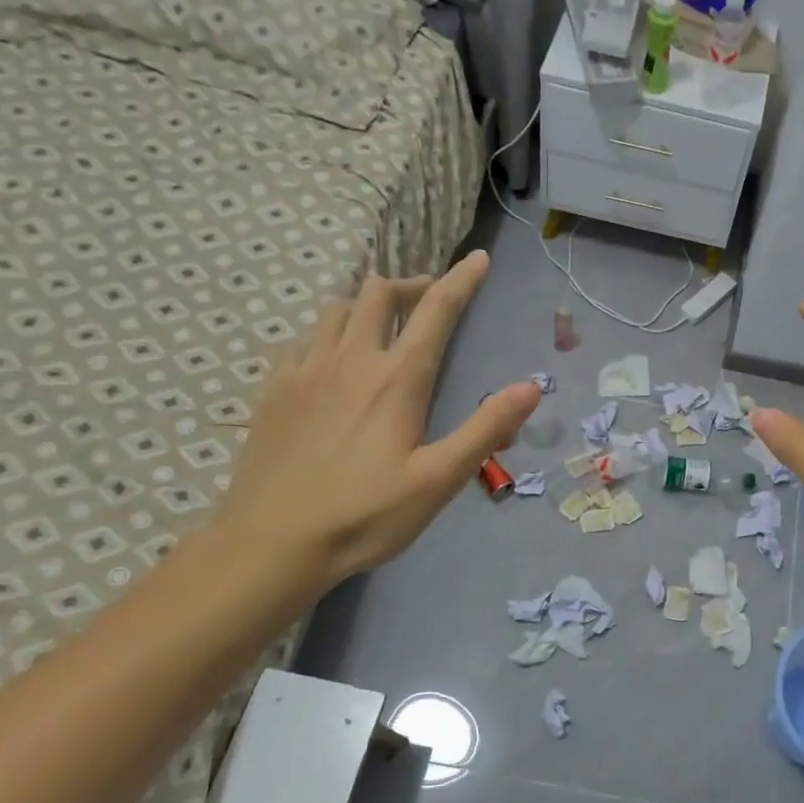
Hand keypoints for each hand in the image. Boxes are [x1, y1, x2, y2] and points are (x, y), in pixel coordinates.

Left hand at [213, 250, 538, 592]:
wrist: (272, 543)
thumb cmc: (366, 515)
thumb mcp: (439, 479)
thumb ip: (486, 428)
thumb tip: (530, 385)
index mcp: (397, 379)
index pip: (436, 311)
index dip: (461, 280)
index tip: (478, 259)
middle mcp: (350, 360)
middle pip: (378, 294)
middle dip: (410, 285)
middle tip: (429, 300)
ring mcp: (305, 371)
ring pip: (336, 309)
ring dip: (366, 305)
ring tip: (382, 326)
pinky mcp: (274, 390)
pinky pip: (303, 339)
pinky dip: (327, 334)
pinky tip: (331, 360)